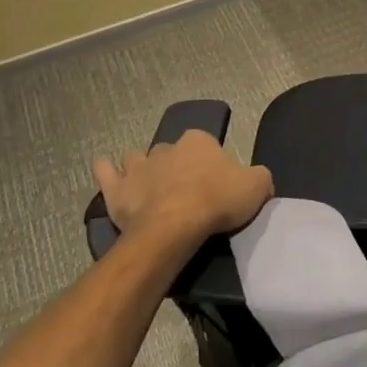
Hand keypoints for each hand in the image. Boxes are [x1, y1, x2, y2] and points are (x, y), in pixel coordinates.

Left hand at [92, 130, 273, 256]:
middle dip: (175, 166)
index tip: (214, 184)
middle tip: (185, 191)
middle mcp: (166, 146)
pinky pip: (106, 172)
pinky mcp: (117, 189)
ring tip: (151, 187)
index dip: (210, 163)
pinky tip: (107, 171)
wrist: (175, 226)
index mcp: (198, 141)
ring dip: (144, 169)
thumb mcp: (258, 186)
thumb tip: (258, 180)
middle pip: (172, 153)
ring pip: (139, 159)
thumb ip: (260, 177)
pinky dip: (106, 171)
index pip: (206, 144)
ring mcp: (138, 166)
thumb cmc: (217, 201)